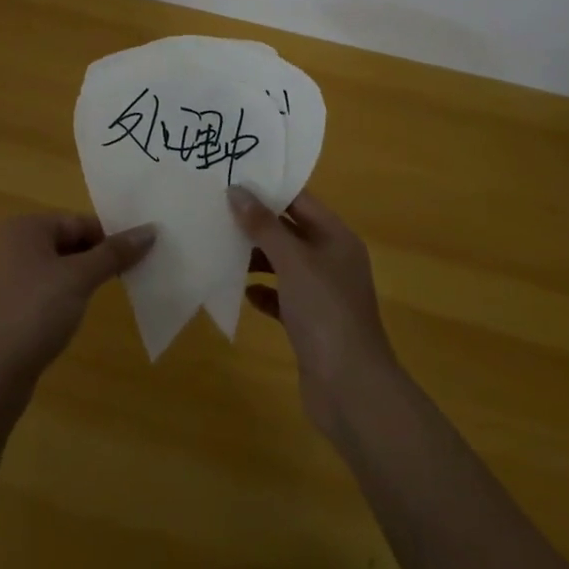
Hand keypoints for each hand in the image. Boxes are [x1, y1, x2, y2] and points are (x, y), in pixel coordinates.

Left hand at [0, 213, 155, 418]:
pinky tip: (75, 317)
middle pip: (67, 242)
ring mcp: (6, 277)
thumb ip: (113, 253)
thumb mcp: (79, 278)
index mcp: (25, 227)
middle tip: (129, 276)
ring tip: (108, 296)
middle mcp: (11, 244)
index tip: (139, 256)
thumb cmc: (35, 313)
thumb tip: (149, 230)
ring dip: (82, 279)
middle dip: (97, 258)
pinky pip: (44, 292)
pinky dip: (64, 299)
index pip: (79, 221)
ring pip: (57, 269)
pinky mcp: (7, 308)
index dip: (110, 237)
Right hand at [229, 186, 398, 439]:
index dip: (269, 189)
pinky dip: (263, 292)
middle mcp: (332, 261)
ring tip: (221, 246)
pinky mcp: (310, 324)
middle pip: (290, 230)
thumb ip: (264, 225)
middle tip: (217, 209)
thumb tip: (236, 190)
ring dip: (256, 257)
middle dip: (257, 222)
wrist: (351, 390)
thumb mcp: (293, 261)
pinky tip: (242, 291)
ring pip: (284, 264)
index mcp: (336, 238)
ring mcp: (322, 294)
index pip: (300, 201)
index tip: (232, 178)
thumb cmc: (325, 313)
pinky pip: (282, 297)